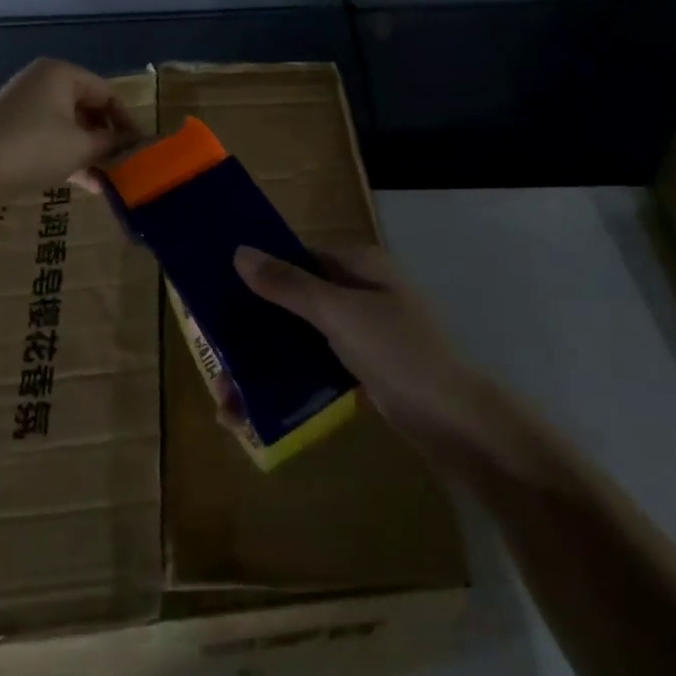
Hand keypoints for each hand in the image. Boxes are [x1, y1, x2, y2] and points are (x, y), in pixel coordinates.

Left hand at [0, 59, 141, 198]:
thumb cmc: (34, 147)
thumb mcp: (81, 146)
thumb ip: (111, 143)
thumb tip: (133, 143)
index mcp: (61, 74)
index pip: (107, 93)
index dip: (126, 121)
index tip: (139, 148)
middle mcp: (42, 82)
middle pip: (87, 108)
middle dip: (107, 137)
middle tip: (124, 163)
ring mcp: (23, 106)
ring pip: (68, 126)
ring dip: (89, 151)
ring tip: (108, 178)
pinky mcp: (10, 130)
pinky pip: (49, 138)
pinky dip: (68, 156)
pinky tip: (86, 183)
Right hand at [233, 245, 488, 445]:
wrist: (457, 423)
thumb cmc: (398, 353)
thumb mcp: (338, 313)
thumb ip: (288, 284)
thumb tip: (240, 252)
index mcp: (358, 265)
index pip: (297, 257)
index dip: (258, 274)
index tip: (218, 300)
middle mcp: (360, 290)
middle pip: (294, 300)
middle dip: (255, 332)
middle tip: (219, 365)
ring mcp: (364, 330)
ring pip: (302, 337)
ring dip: (267, 363)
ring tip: (230, 402)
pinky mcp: (365, 367)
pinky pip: (317, 365)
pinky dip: (290, 381)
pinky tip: (260, 409)